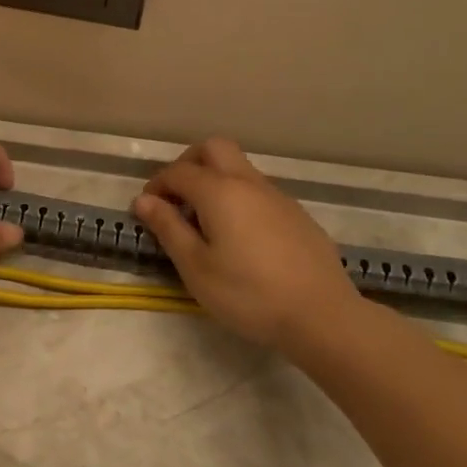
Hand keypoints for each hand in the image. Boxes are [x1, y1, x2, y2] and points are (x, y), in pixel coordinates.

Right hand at [131, 138, 360, 349]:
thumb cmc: (248, 294)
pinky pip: (259, 192)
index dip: (157, 185)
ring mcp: (278, 197)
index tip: (147, 210)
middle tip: (176, 197)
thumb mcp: (195, 267)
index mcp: (219, 191)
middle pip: (214, 149)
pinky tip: (241, 238)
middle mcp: (249, 183)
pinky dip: (239, 199)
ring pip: (239, 169)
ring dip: (215, 181)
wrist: (323, 317)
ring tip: (205, 222)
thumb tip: (143, 200)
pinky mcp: (298, 216)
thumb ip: (168, 228)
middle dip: (188, 164)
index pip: (178, 171)